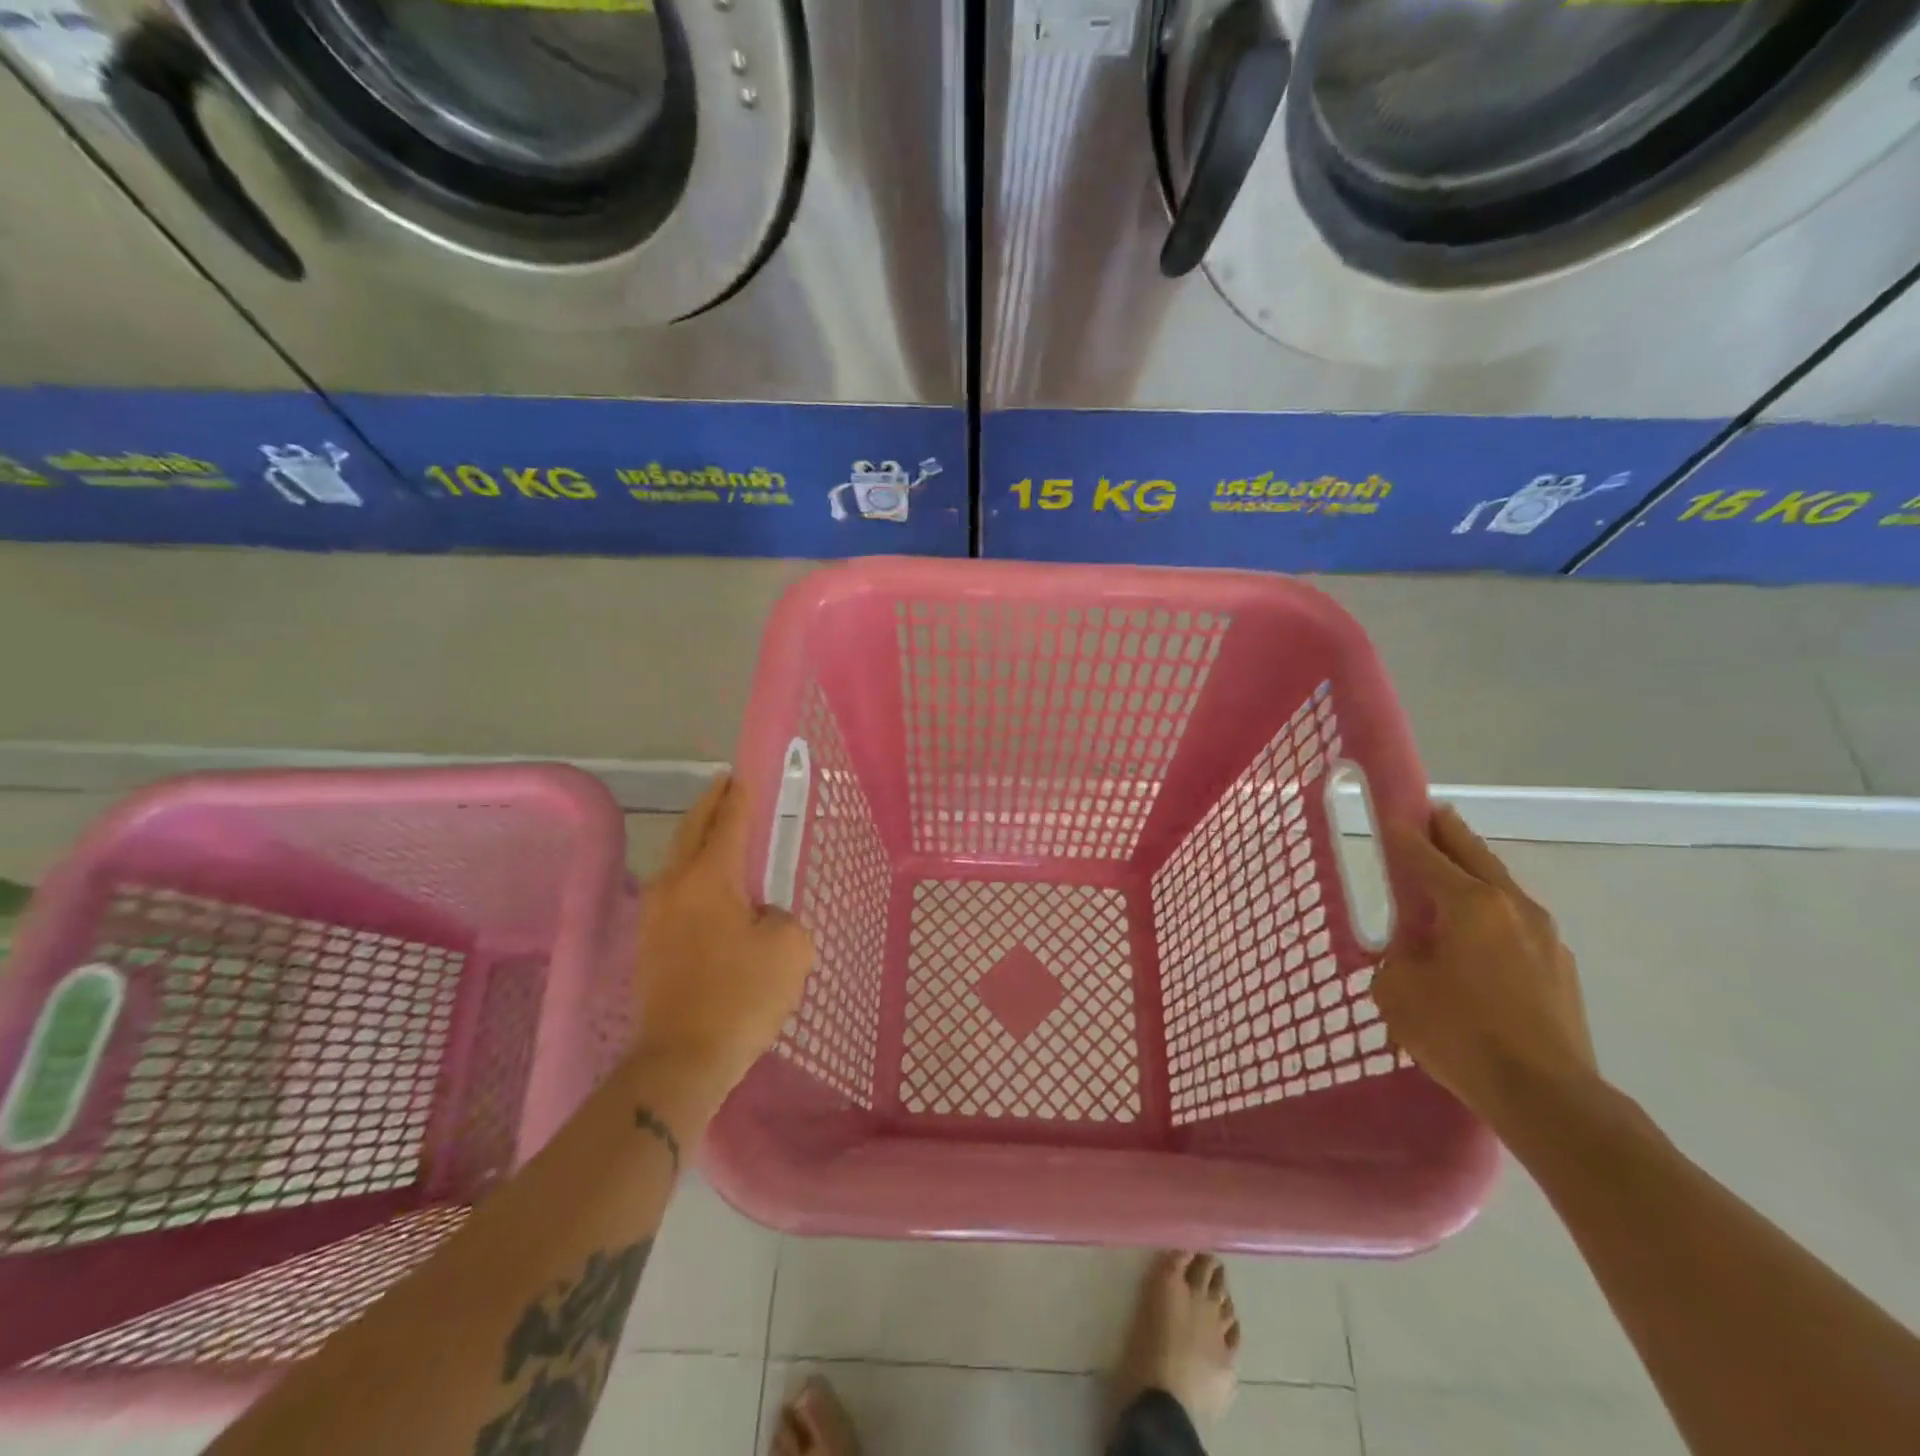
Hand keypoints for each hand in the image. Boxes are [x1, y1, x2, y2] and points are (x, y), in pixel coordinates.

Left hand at [633, 775, 814, 1089]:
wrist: (681, 1059)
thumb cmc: (741, 996)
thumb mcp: (790, 949)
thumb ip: (783, 918)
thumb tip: (763, 919)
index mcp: (709, 877)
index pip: (728, 822)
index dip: (739, 796)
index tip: (743, 774)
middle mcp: (675, 886)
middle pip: (691, 831)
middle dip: (709, 805)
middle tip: (725, 786)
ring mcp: (655, 916)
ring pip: (677, 861)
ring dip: (697, 840)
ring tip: (718, 832)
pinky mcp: (650, 945)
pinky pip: (674, 892)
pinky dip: (692, 874)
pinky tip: (708, 888)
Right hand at [1374, 806, 1598, 1131]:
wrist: (1548, 1098)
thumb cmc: (1461, 1034)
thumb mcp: (1398, 990)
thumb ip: (1397, 957)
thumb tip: (1413, 951)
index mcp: (1470, 904)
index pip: (1426, 855)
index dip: (1404, 834)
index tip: (1391, 815)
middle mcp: (1513, 907)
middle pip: (1476, 855)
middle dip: (1450, 833)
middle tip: (1431, 816)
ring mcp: (1546, 937)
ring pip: (1502, 887)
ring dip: (1476, 873)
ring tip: (1452, 874)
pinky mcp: (1561, 968)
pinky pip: (1517, 923)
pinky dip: (1493, 912)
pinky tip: (1478, 935)